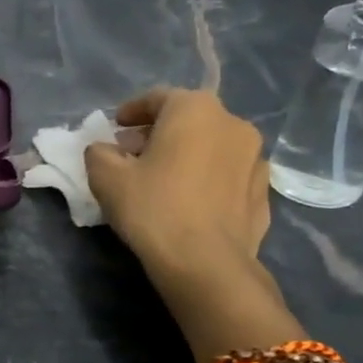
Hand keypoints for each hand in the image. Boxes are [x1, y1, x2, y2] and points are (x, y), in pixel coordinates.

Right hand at [85, 88, 274, 295]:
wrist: (206, 264)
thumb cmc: (153, 208)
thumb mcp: (106, 177)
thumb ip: (99, 153)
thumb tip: (106, 150)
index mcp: (195, 110)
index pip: (159, 98)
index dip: (132, 111)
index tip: (115, 128)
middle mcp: (233, 124)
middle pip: (188, 120)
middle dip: (159, 134)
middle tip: (133, 156)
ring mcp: (256, 159)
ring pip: (212, 147)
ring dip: (187, 155)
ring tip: (163, 180)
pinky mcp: (264, 194)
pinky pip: (227, 176)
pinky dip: (207, 179)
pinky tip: (190, 202)